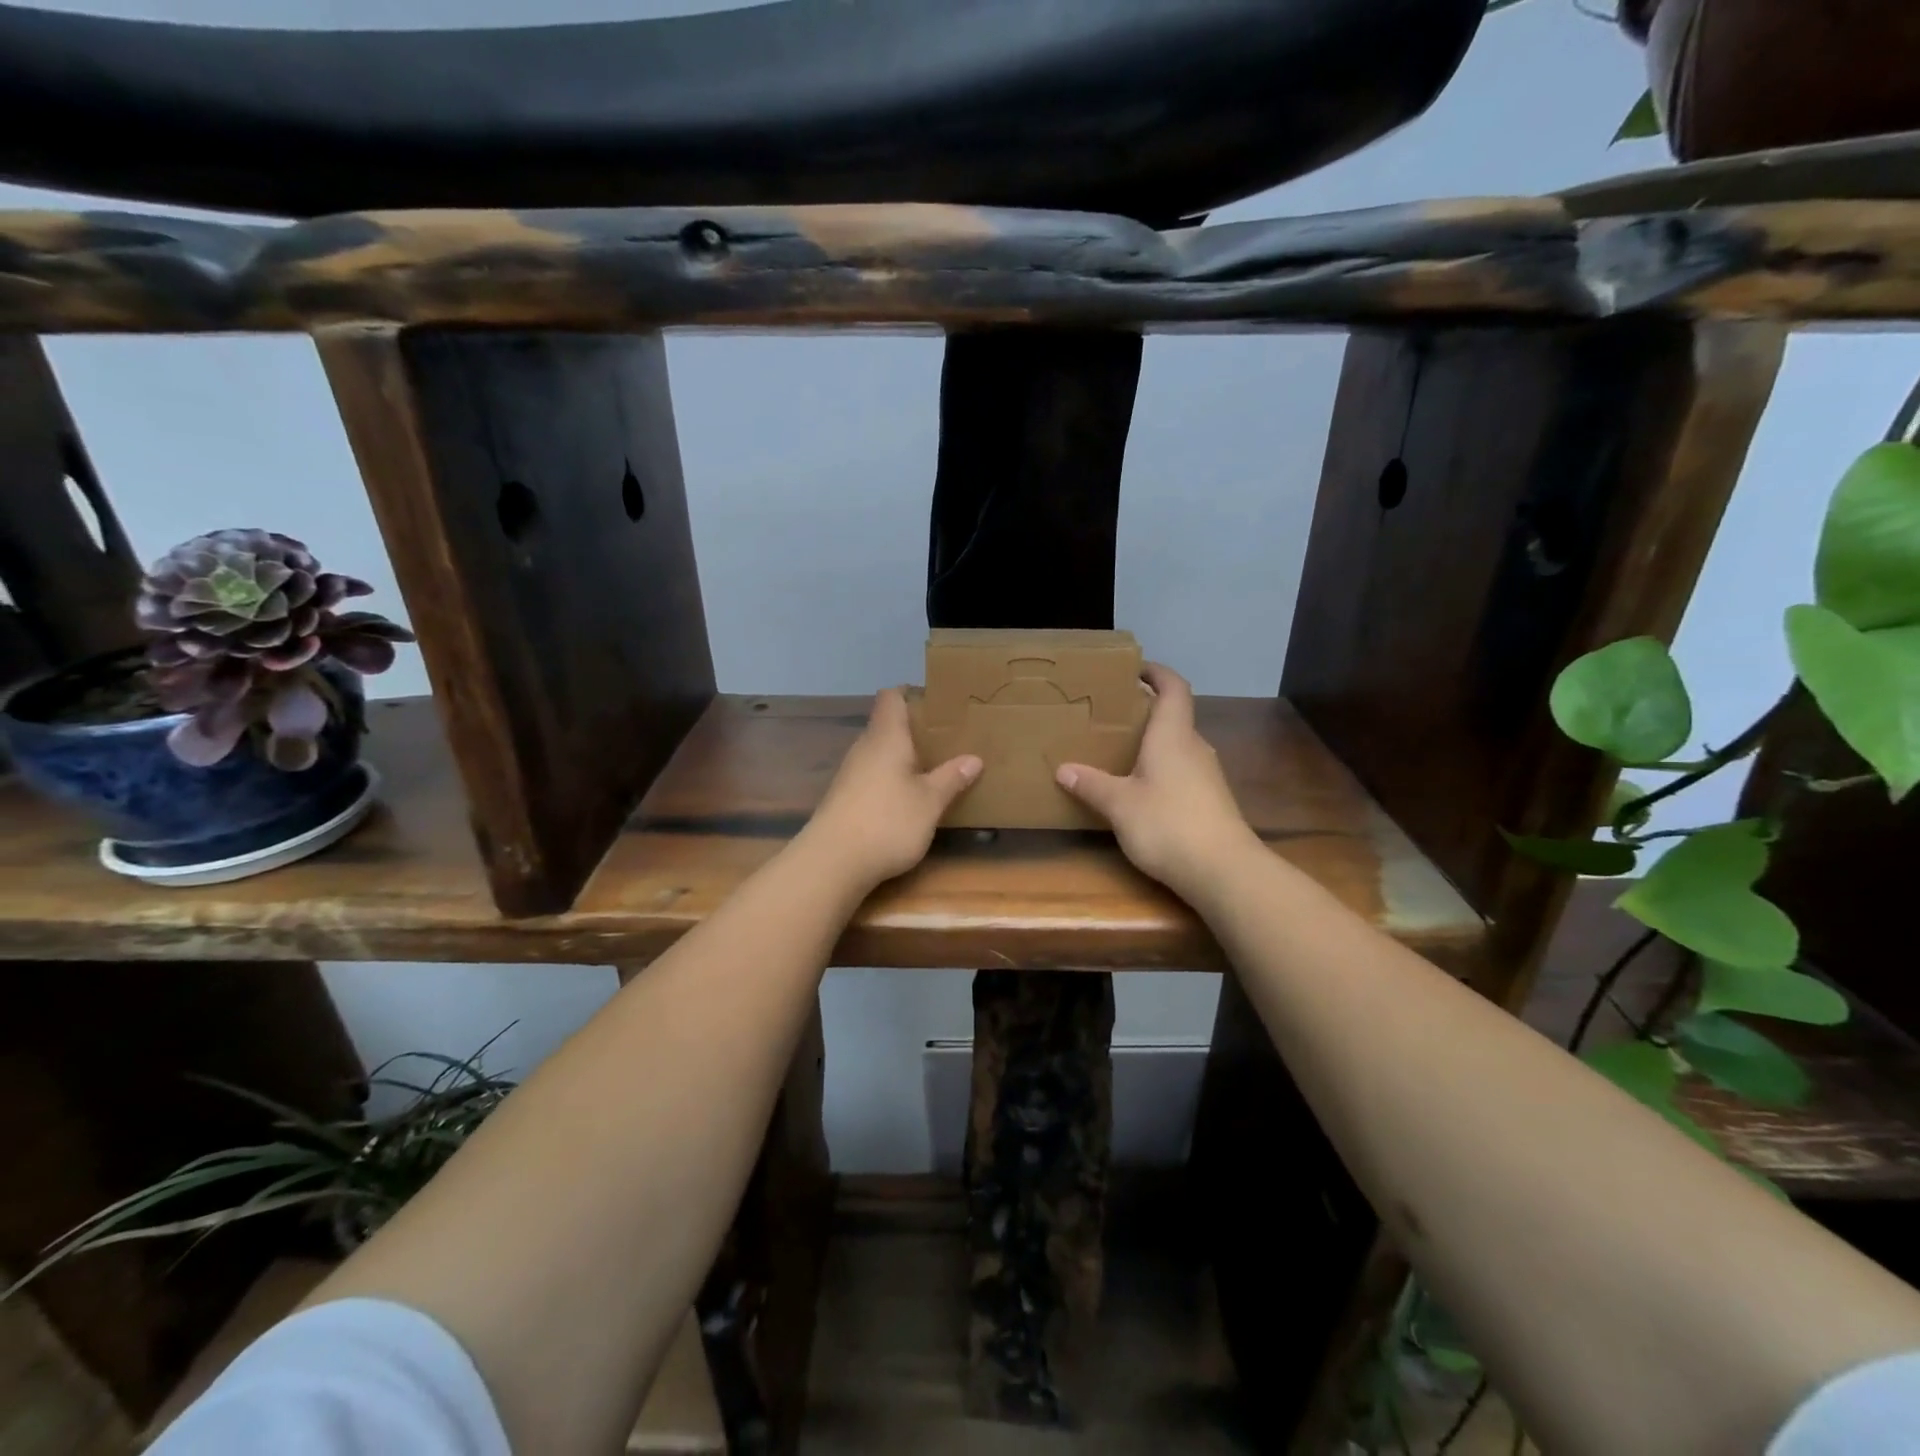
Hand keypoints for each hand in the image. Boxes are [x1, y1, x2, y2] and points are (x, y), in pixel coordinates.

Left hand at [801, 688, 981, 889]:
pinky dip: (890, 778)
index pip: (892, 697)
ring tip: (932, 767)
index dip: (911, 694)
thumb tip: (974, 758)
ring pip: (879, 752)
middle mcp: (864, 748)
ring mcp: (850, 773)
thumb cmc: (887, 821)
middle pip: (886, 725)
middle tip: (946, 739)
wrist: (832, 861)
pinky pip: (872, 775)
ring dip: (902, 757)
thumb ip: (951, 778)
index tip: (936, 703)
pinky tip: (907, 797)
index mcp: (886, 737)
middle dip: (914, 729)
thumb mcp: (930, 802)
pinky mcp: (844, 798)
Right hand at [1055, 663, 1260, 901]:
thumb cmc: (1168, 824)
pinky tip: (1140, 790)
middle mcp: (1194, 747)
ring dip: (1152, 744)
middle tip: (1110, 716)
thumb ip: (1092, 785)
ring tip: (1119, 752)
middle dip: (1145, 712)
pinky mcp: (1210, 801)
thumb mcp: (1119, 805)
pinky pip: (1181, 771)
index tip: (1134, 669)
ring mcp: (1207, 775)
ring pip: (1177, 746)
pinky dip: (1161, 770)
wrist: (1223, 871)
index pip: (1173, 688)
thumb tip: (1064, 769)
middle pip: (1174, 717)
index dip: (1156, 672)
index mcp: (1173, 735)